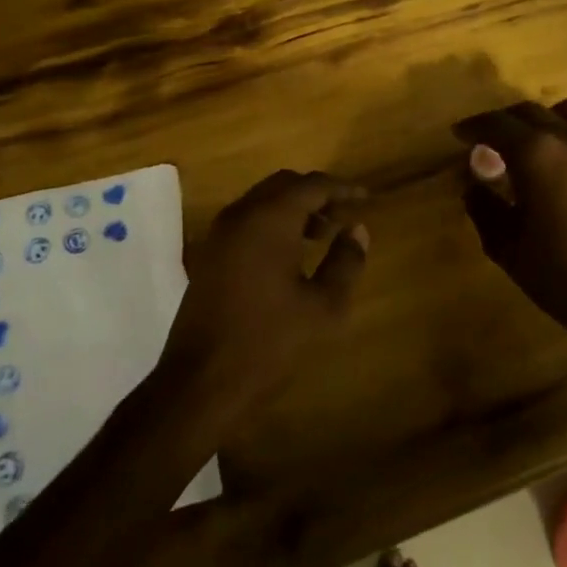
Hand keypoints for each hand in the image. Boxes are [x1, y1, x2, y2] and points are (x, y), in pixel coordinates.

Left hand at [160, 170, 369, 419]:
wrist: (201, 380)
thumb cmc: (269, 341)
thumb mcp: (323, 306)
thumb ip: (345, 262)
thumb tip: (357, 231)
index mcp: (269, 219)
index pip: (311, 185)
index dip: (342, 189)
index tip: (366, 199)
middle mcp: (241, 215)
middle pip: (284, 185)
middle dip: (317, 195)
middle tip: (345, 216)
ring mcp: (220, 233)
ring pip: (263, 201)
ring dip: (294, 209)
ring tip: (324, 235)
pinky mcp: (210, 254)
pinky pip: (248, 221)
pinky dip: (273, 223)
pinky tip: (292, 253)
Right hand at [454, 98, 566, 332]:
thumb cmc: (560, 275)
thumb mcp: (506, 246)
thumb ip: (483, 207)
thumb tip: (474, 186)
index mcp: (537, 155)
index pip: (497, 124)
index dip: (473, 126)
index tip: (460, 134)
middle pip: (533, 112)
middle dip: (506, 121)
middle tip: (491, 140)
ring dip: (548, 121)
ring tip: (538, 145)